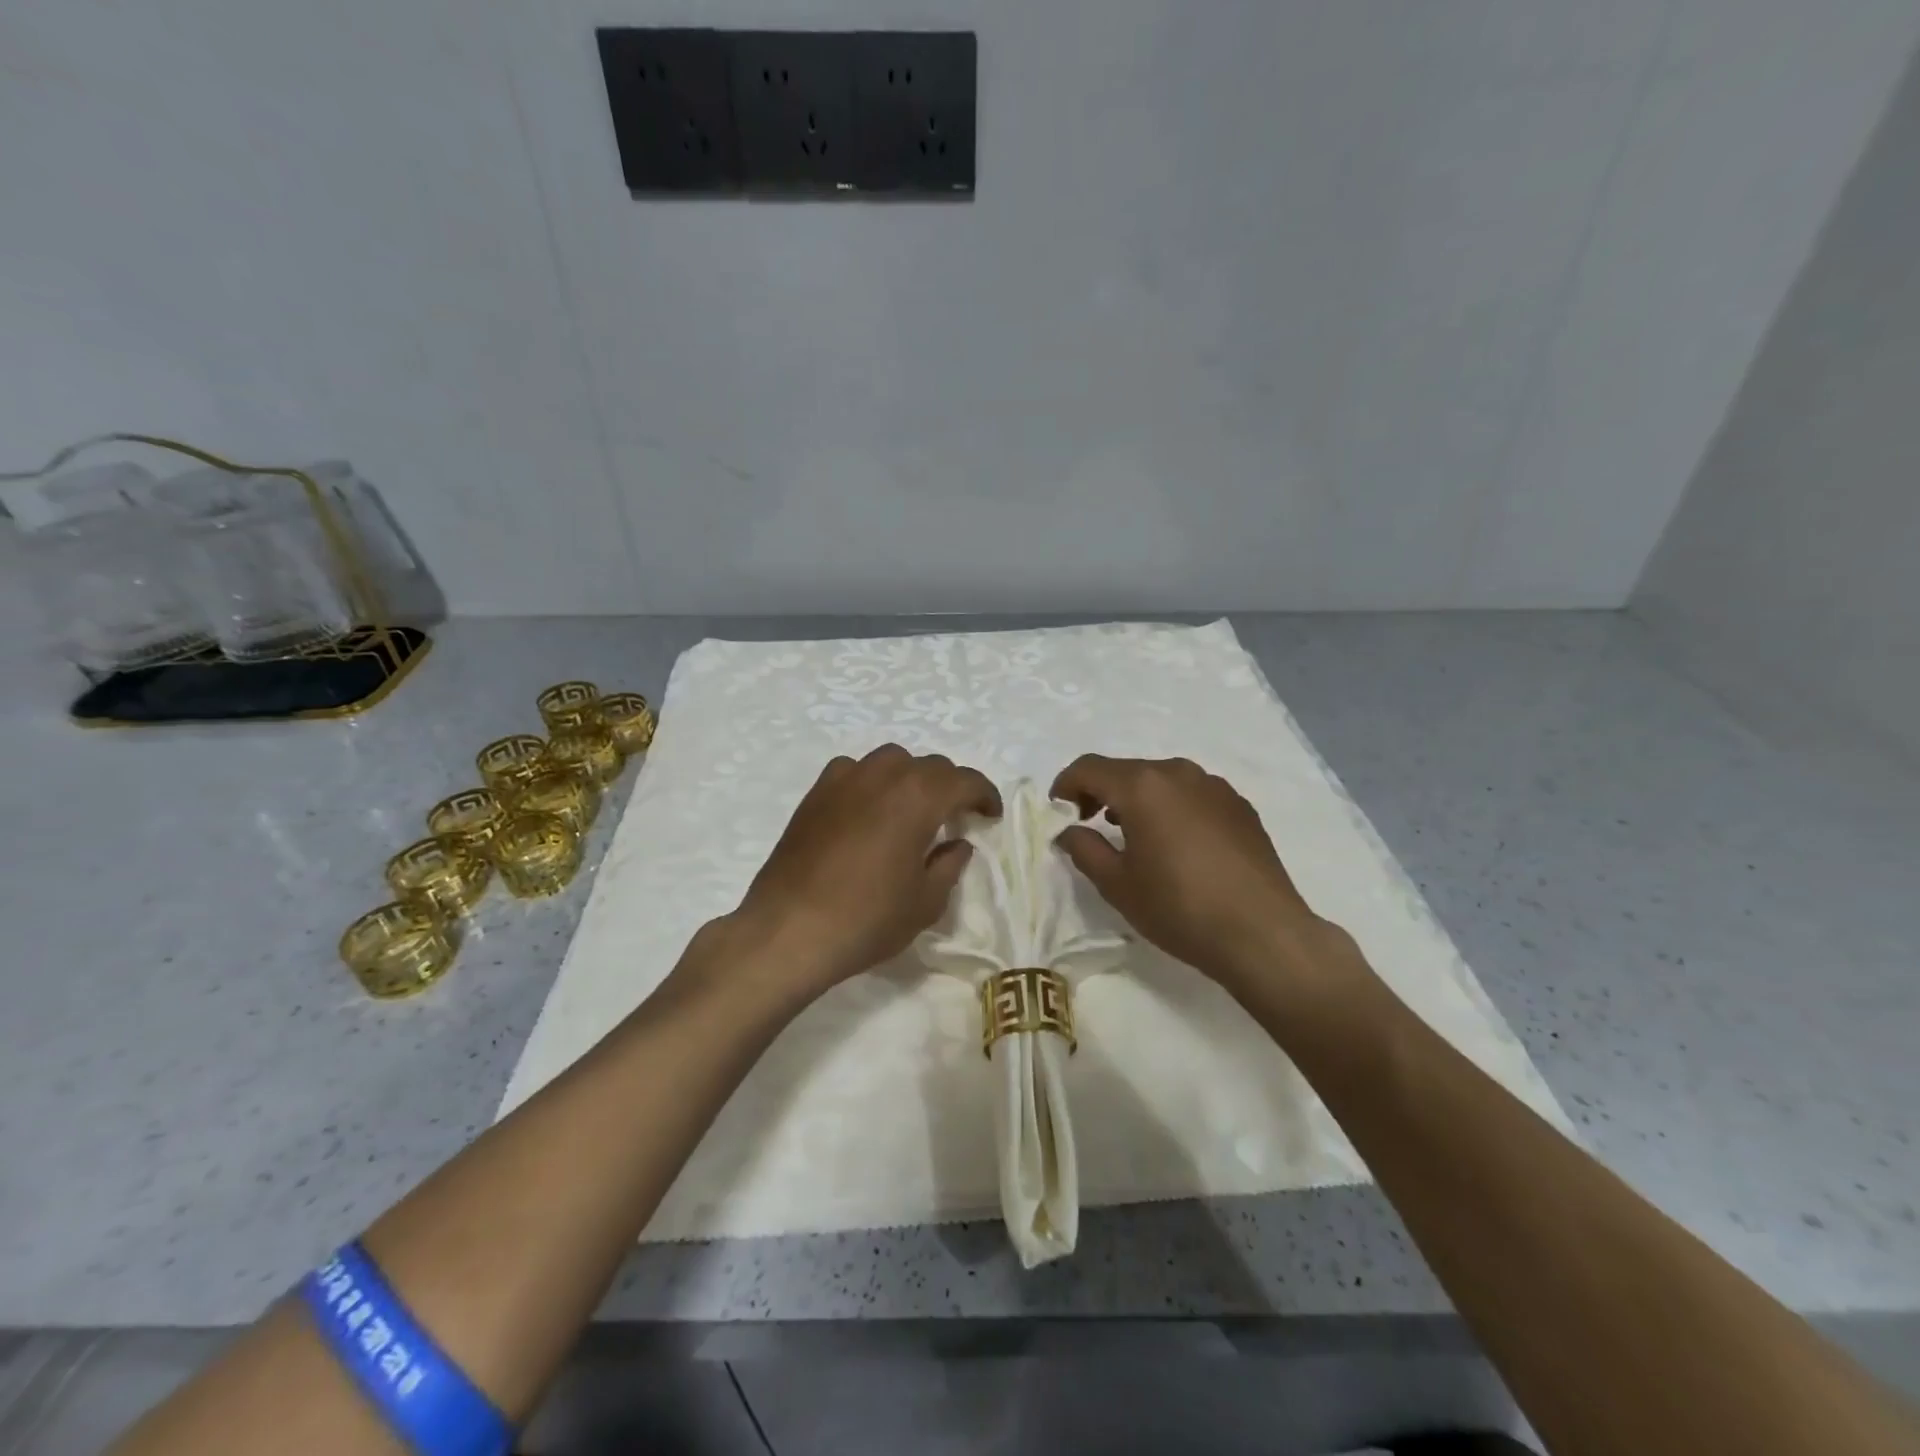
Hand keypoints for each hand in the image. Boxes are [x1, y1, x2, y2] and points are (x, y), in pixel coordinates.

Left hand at [725, 745, 1000, 1002]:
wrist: (790, 930)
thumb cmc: (867, 918)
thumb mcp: (925, 902)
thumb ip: (949, 865)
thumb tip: (957, 844)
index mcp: (919, 797)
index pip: (964, 780)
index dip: (984, 795)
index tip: (991, 815)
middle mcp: (884, 775)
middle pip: (929, 766)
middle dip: (950, 787)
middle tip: (956, 817)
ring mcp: (844, 779)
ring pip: (891, 761)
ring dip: (911, 778)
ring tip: (913, 809)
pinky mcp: (816, 793)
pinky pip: (854, 771)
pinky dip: (871, 782)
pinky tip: (868, 809)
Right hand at [1051, 754, 1350, 998]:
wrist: (1263, 933)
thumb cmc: (1179, 908)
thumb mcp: (1118, 885)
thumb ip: (1084, 849)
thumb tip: (1069, 831)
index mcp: (1142, 786)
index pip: (1089, 768)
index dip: (1065, 785)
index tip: (1058, 811)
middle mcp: (1178, 773)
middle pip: (1126, 771)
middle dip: (1101, 792)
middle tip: (1090, 825)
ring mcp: (1215, 786)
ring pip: (1161, 781)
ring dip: (1137, 799)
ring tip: (1133, 836)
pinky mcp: (1240, 806)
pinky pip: (1192, 795)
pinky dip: (1171, 808)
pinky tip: (1177, 845)